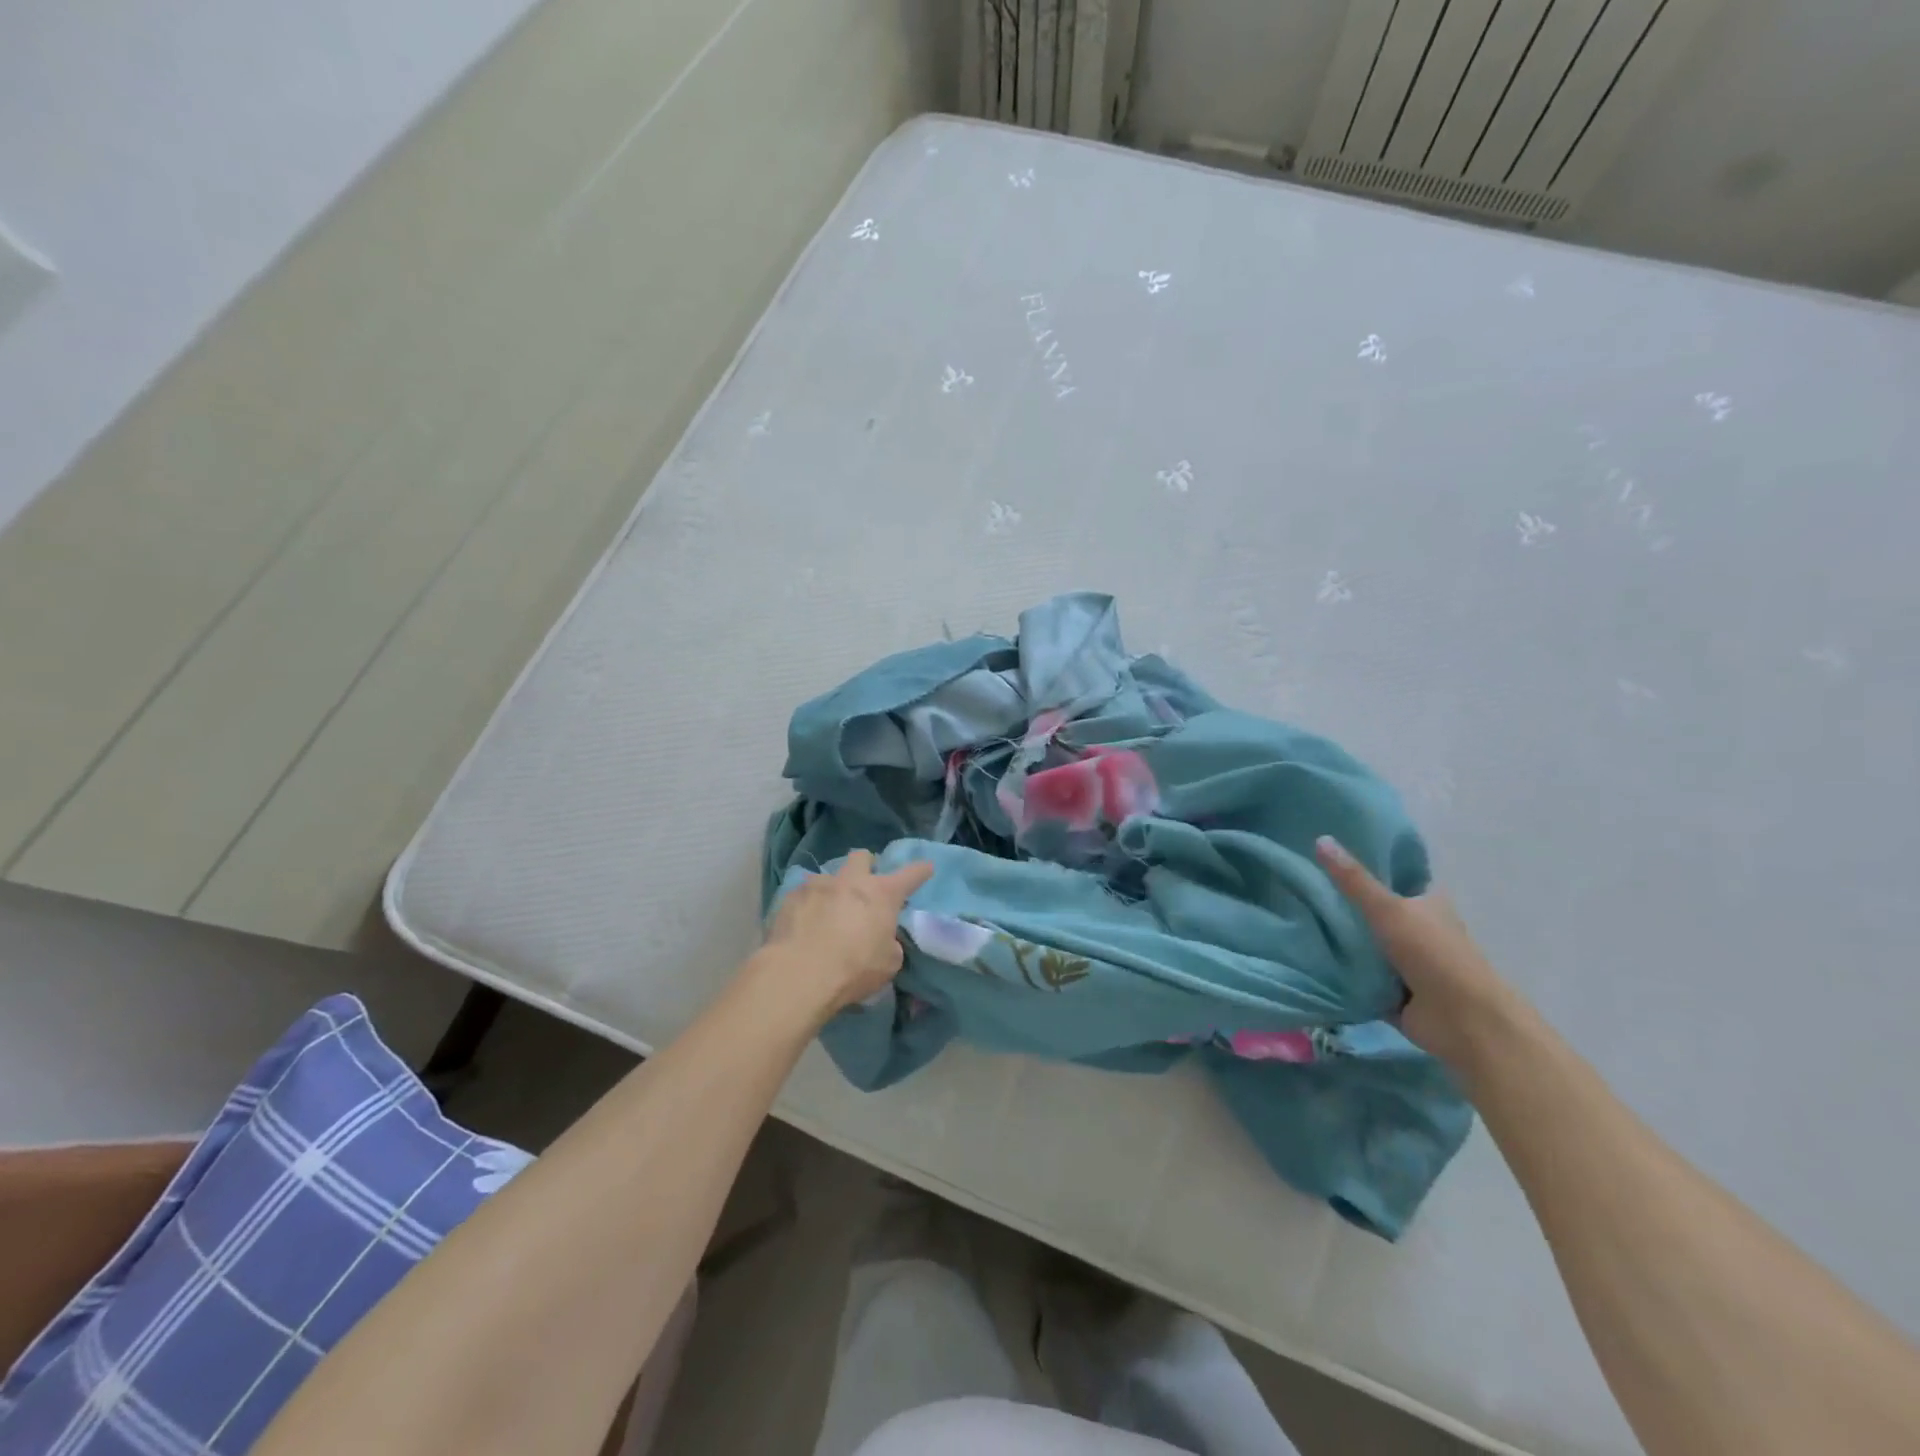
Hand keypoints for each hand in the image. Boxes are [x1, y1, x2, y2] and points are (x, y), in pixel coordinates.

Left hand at [759, 850, 935, 1017]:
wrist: (799, 974)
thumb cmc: (854, 969)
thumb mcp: (888, 963)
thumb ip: (889, 944)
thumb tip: (882, 939)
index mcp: (881, 894)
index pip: (910, 875)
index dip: (920, 871)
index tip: (926, 867)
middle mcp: (851, 881)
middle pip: (862, 857)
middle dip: (865, 867)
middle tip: (863, 887)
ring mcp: (818, 885)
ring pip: (829, 876)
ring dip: (832, 890)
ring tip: (827, 914)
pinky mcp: (789, 897)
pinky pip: (803, 895)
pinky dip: (807, 906)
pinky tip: (803, 926)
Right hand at [1315, 836, 1520, 1070]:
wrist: (1463, 1021)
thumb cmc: (1432, 954)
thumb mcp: (1388, 909)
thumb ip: (1354, 880)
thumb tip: (1320, 838)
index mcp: (1428, 904)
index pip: (1395, 878)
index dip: (1367, 868)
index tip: (1326, 860)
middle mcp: (1420, 930)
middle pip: (1376, 912)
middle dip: (1345, 906)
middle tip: (1301, 891)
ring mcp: (1409, 963)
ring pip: (1367, 945)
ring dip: (1341, 941)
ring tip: (1297, 922)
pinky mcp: (1396, 993)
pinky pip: (1361, 977)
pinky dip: (1342, 972)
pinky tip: (1308, 959)